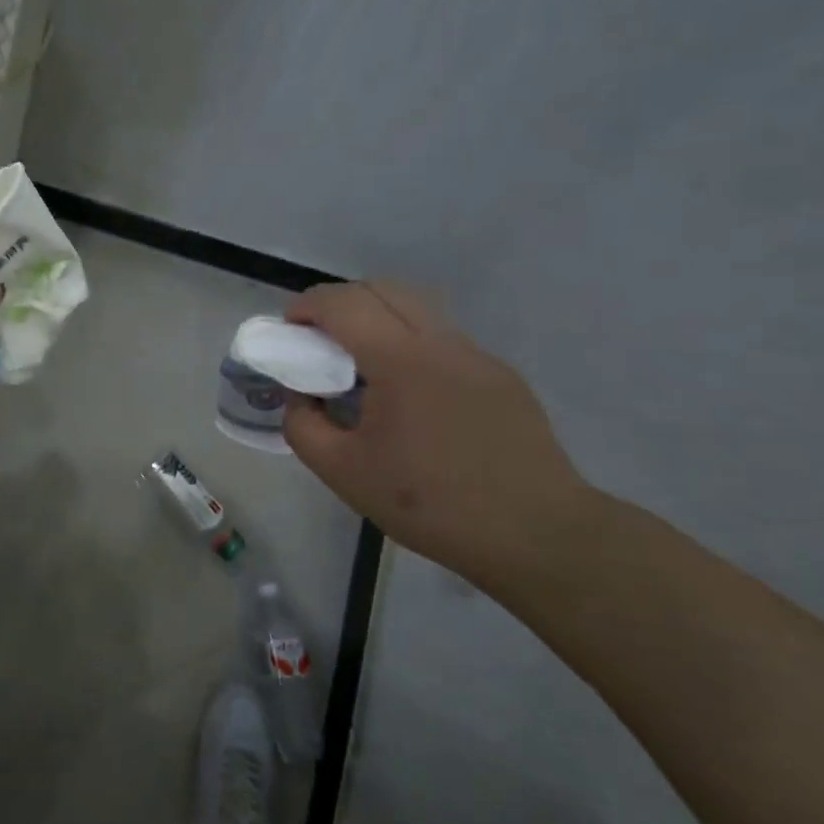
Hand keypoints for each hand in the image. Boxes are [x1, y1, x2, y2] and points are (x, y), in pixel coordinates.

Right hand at [283, 281, 601, 587]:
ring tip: (361, 364)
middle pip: (382, 289)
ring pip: (417, 309)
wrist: (535, 534)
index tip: (288, 329)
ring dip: (377, 318)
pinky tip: (409, 395)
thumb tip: (300, 397)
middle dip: (340, 303)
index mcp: (401, 360)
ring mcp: (478, 356)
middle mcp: (442, 343)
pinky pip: (443, 340)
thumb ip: (303, 426)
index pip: (344, 304)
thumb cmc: (430, 503)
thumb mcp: (344, 473)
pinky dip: (410, 344)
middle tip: (319, 340)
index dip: (307, 306)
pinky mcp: (501, 376)